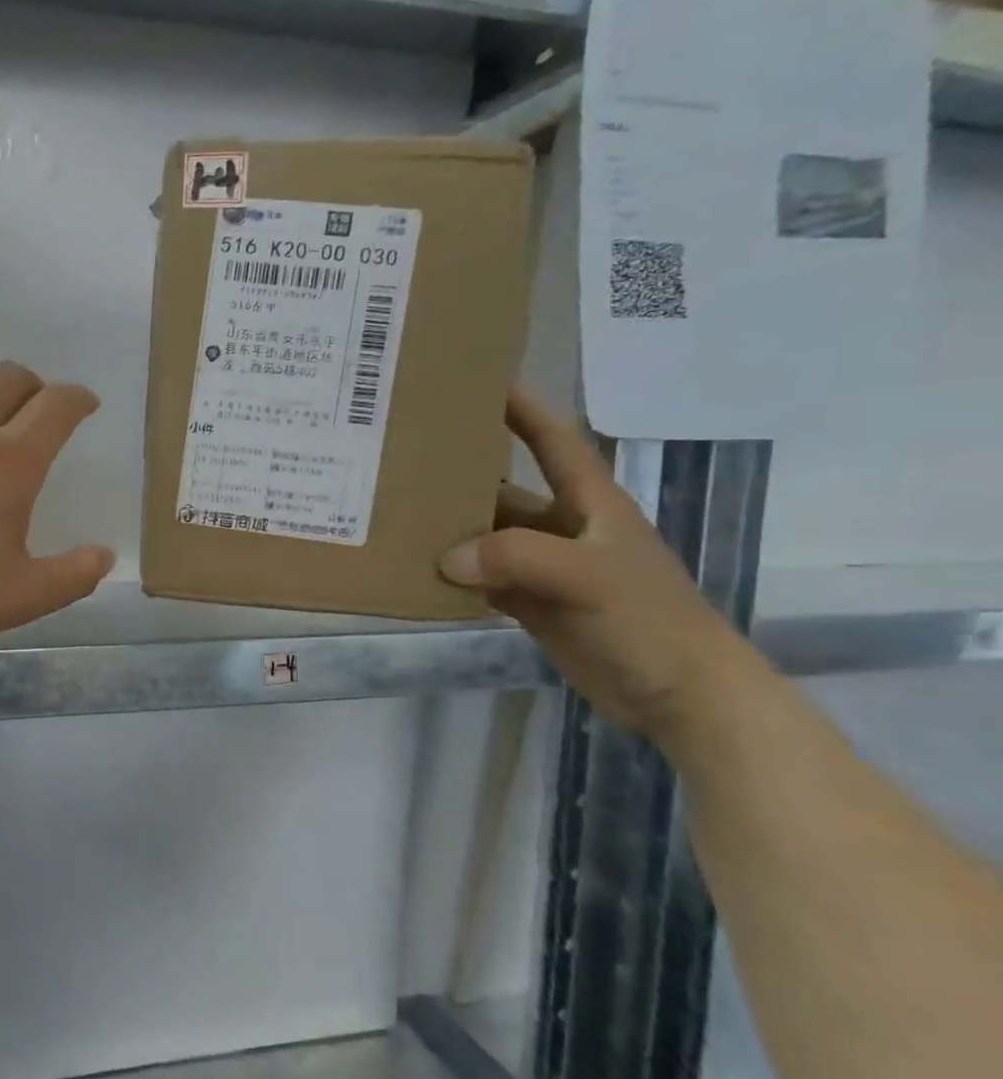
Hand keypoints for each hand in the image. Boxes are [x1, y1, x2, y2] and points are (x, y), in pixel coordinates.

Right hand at [437, 390, 766, 741]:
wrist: (681, 696)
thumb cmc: (647, 620)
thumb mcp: (587, 576)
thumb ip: (515, 557)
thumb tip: (446, 558)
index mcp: (590, 504)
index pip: (555, 442)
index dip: (523, 409)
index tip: (479, 383)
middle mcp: (564, 529)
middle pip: (506, 491)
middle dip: (463, 476)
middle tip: (406, 461)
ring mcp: (547, 569)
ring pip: (489, 539)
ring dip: (452, 532)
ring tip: (397, 518)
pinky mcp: (534, 605)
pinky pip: (484, 580)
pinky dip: (455, 577)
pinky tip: (419, 573)